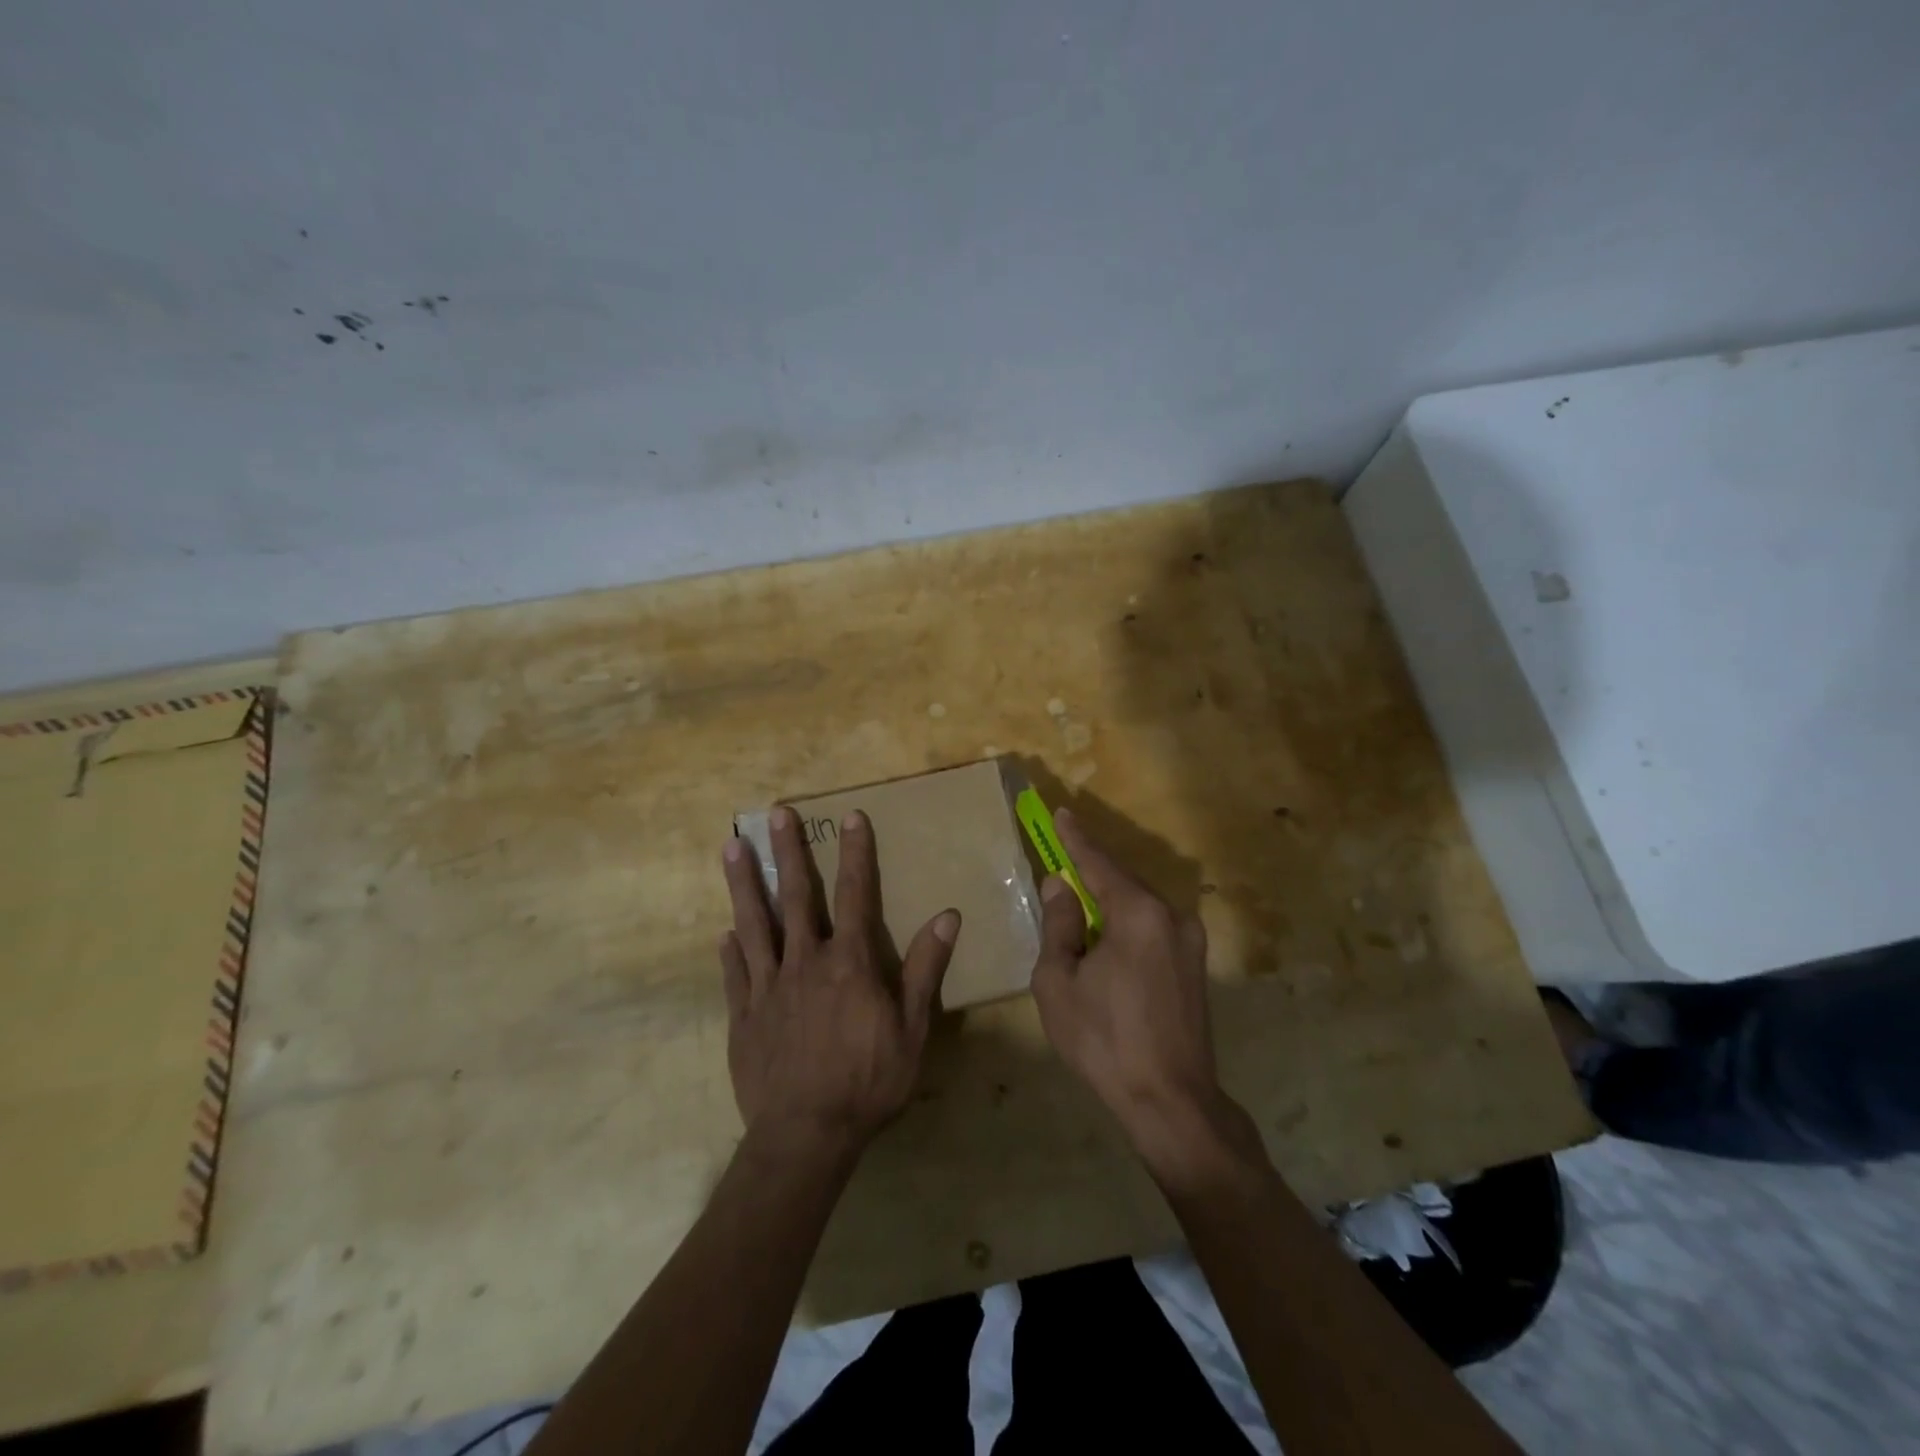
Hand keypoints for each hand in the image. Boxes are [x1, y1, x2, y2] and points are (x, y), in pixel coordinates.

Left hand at [720, 807, 959, 1158]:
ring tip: (731, 847)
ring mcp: (769, 986)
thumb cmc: (869, 1082)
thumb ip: (924, 969)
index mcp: (849, 962)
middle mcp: (805, 961)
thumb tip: (947, 916)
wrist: (807, 1135)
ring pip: (754, 923)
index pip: (856, 894)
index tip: (852, 816)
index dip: (856, 853)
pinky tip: (724, 933)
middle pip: (796, 895)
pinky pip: (736, 973)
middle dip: (788, 851)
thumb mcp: (912, 1029)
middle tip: (777, 812)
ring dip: (744, 884)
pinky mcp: (744, 1015)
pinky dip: (731, 950)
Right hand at [1031, 808, 1245, 1181]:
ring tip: (1079, 913)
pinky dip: (1127, 927)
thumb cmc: (1104, 1040)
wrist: (1171, 1101)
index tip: (1061, 813)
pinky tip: (1107, 945)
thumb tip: (1061, 886)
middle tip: (1062, 865)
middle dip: (1091, 875)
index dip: (1076, 839)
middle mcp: (1172, 917)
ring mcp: (1190, 942)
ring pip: (1140, 908)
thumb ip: (1060, 925)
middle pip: (1123, 883)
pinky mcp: (1195, 967)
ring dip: (1109, 905)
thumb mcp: (1060, 981)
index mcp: (1139, 914)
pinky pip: (1153, 930)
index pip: (1099, 864)